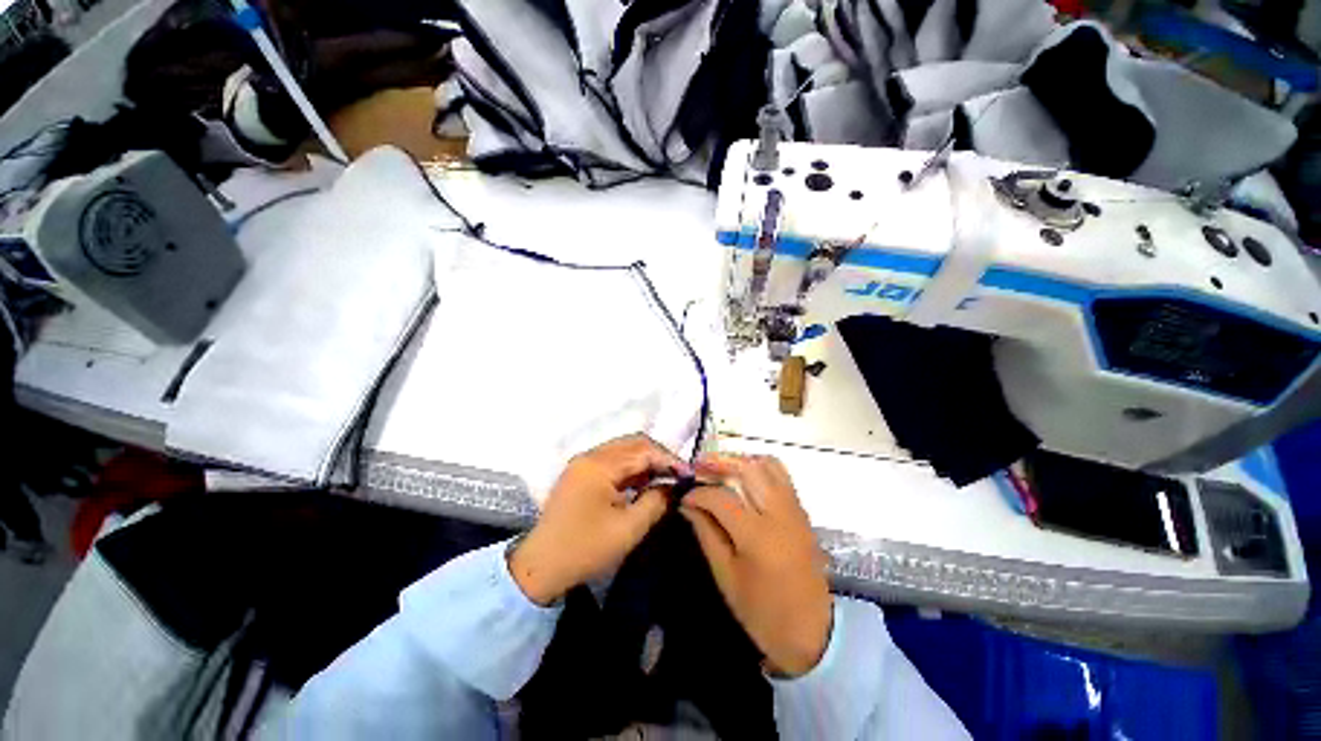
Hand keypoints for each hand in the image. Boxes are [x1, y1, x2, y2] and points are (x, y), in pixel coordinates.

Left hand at [508, 435, 689, 605]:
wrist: (539, 568)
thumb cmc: (585, 549)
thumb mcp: (628, 529)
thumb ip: (656, 501)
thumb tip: (673, 485)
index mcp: (599, 465)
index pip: (642, 450)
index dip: (668, 459)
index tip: (688, 474)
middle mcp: (590, 456)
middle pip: (632, 443)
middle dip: (658, 456)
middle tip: (677, 474)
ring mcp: (582, 463)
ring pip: (622, 450)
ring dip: (645, 461)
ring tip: (664, 479)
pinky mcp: (580, 474)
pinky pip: (611, 461)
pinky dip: (630, 468)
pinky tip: (642, 483)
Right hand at [680, 454, 832, 676]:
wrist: (813, 631)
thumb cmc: (763, 612)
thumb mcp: (726, 577)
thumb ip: (706, 533)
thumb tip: (688, 504)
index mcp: (757, 536)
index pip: (721, 498)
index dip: (698, 493)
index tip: (684, 496)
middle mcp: (779, 513)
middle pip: (747, 468)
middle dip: (718, 463)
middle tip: (698, 468)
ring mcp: (794, 508)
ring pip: (766, 464)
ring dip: (739, 460)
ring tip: (719, 469)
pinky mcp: (801, 509)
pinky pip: (780, 474)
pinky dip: (759, 467)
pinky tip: (743, 477)